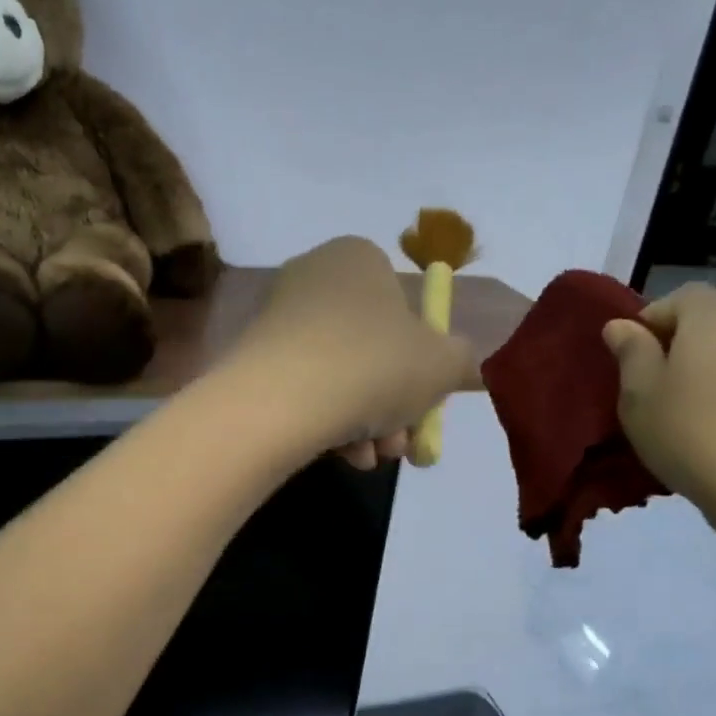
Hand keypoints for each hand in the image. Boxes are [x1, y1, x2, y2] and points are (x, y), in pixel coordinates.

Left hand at [234, 236, 476, 467]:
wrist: (280, 400)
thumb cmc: (374, 365)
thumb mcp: (442, 364)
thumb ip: (461, 360)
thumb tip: (460, 363)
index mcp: (359, 258)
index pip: (402, 304)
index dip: (422, 358)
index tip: (426, 398)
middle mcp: (314, 279)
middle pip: (372, 349)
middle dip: (393, 404)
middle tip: (401, 444)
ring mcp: (278, 320)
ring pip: (341, 376)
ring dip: (366, 422)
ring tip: (371, 457)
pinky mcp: (253, 360)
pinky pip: (306, 391)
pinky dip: (328, 423)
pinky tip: (342, 455)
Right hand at [603, 284, 715, 530]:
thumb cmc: (685, 429)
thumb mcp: (639, 391)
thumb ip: (630, 352)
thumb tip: (622, 326)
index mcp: (709, 324)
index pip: (686, 295)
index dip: (654, 314)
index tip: (631, 351)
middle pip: (703, 326)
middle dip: (669, 348)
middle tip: (641, 386)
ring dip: (688, 377)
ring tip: (663, 414)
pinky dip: (709, 399)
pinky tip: (692, 434)